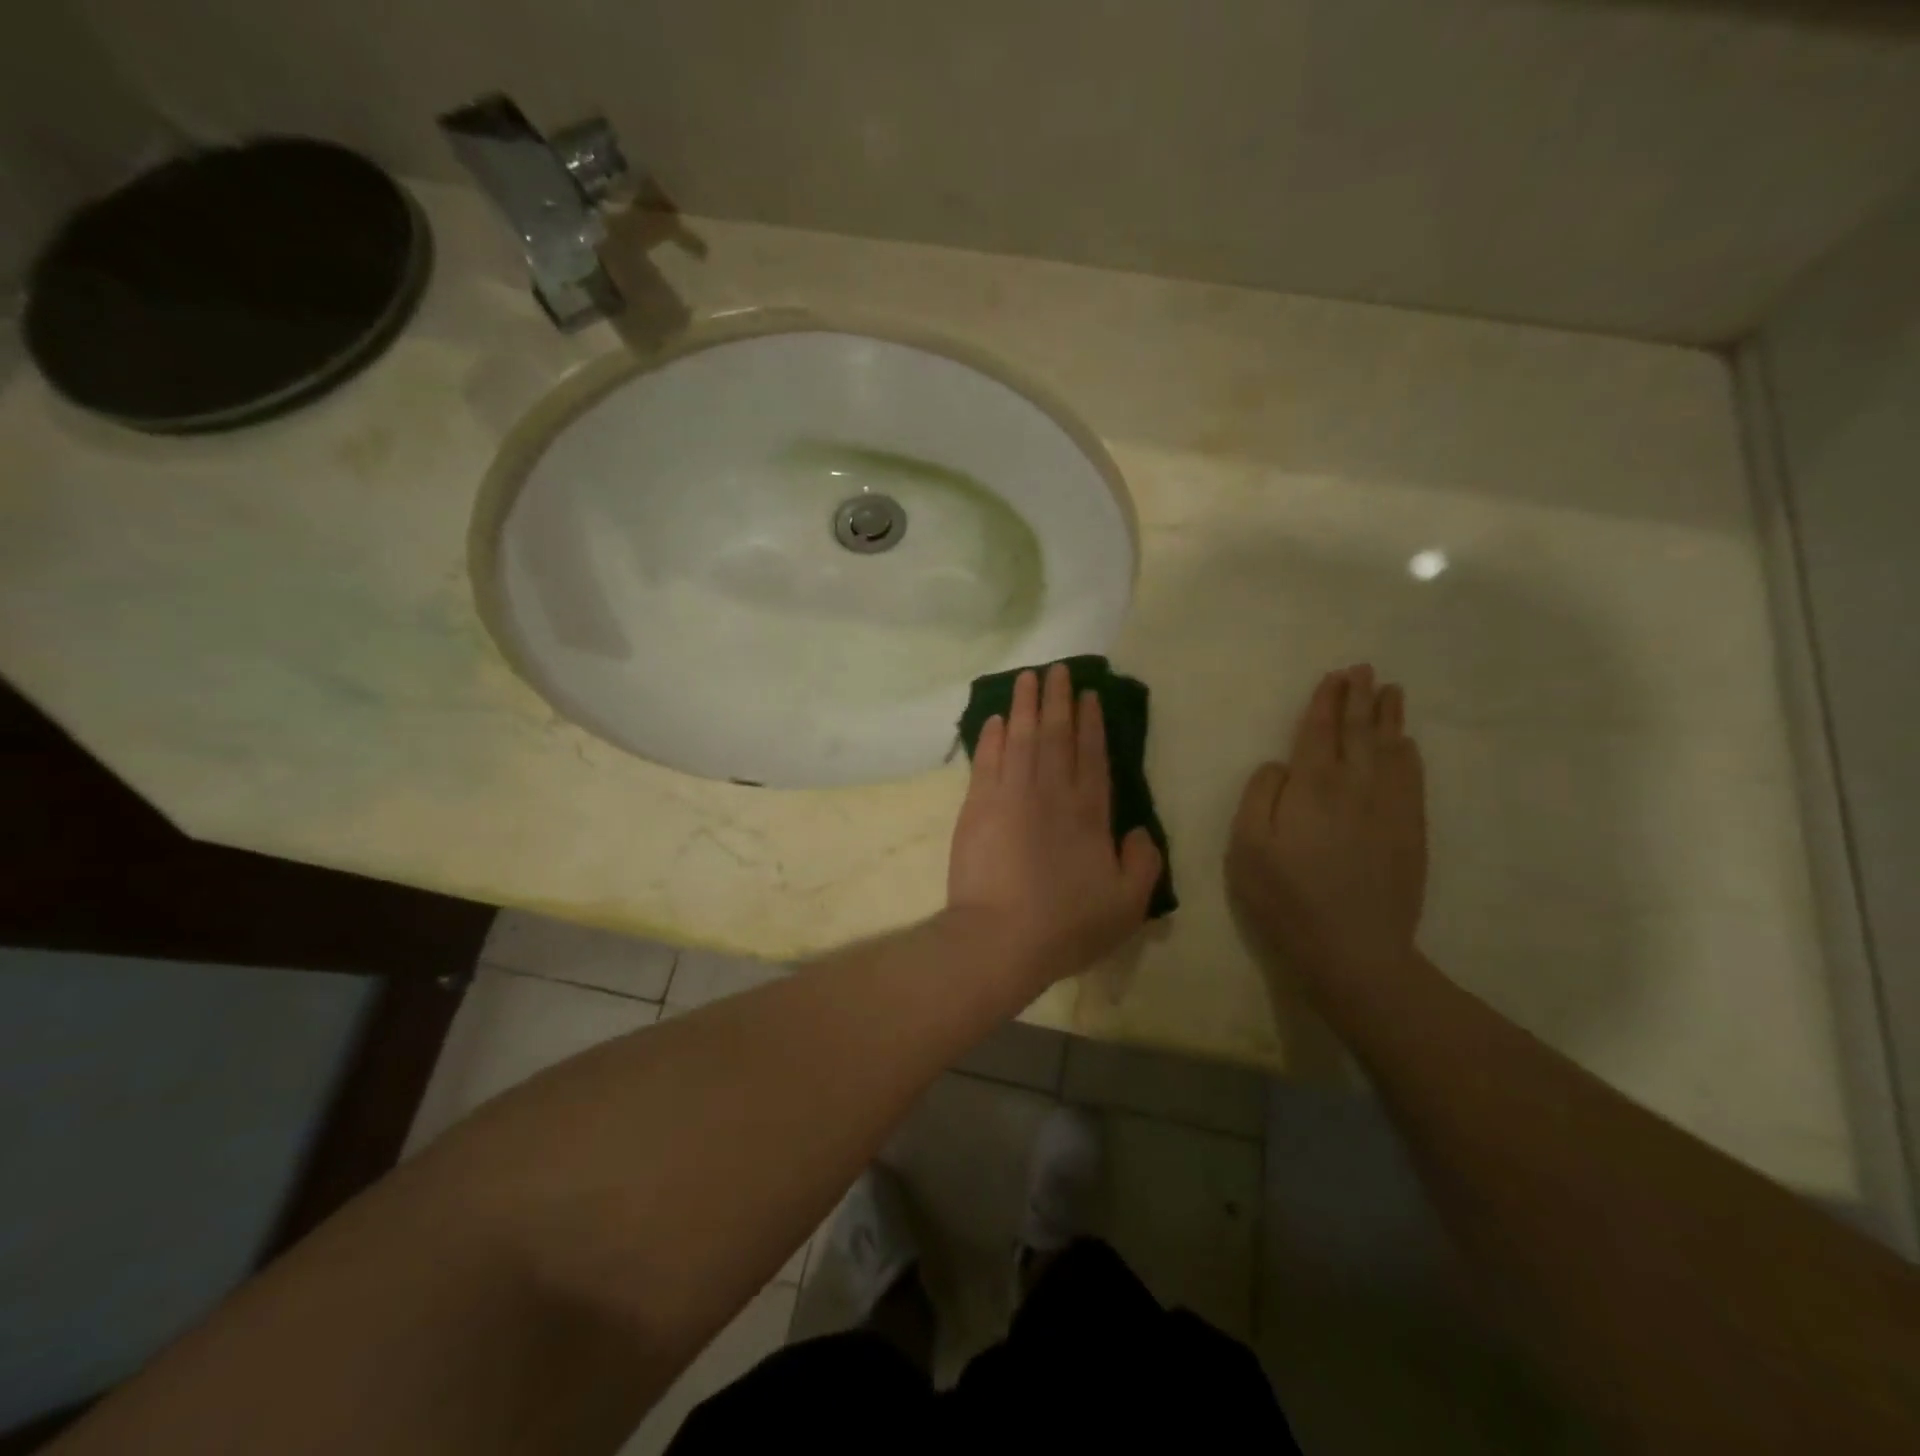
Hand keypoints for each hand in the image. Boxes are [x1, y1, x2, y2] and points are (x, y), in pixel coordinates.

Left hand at [948, 663, 1162, 992]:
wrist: (1000, 938)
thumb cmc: (1066, 925)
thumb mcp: (1127, 905)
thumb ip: (1144, 863)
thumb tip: (1140, 831)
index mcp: (1089, 813)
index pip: (1091, 755)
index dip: (1091, 723)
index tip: (1088, 695)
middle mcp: (1051, 793)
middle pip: (1055, 735)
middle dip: (1057, 700)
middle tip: (1058, 670)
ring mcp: (1010, 795)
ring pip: (1019, 738)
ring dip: (1024, 705)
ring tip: (1027, 678)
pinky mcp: (977, 807)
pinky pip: (987, 760)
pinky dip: (991, 737)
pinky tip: (995, 719)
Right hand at [1227, 665, 1427, 993]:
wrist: (1353, 948)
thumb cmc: (1286, 896)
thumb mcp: (1247, 846)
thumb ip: (1260, 794)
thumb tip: (1280, 765)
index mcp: (1312, 785)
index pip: (1320, 730)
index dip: (1326, 701)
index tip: (1335, 676)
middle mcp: (1356, 784)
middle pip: (1359, 731)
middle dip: (1360, 697)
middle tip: (1364, 670)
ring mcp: (1390, 807)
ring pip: (1391, 748)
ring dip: (1389, 717)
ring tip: (1390, 692)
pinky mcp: (1411, 831)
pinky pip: (1413, 778)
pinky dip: (1409, 754)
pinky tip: (1407, 744)